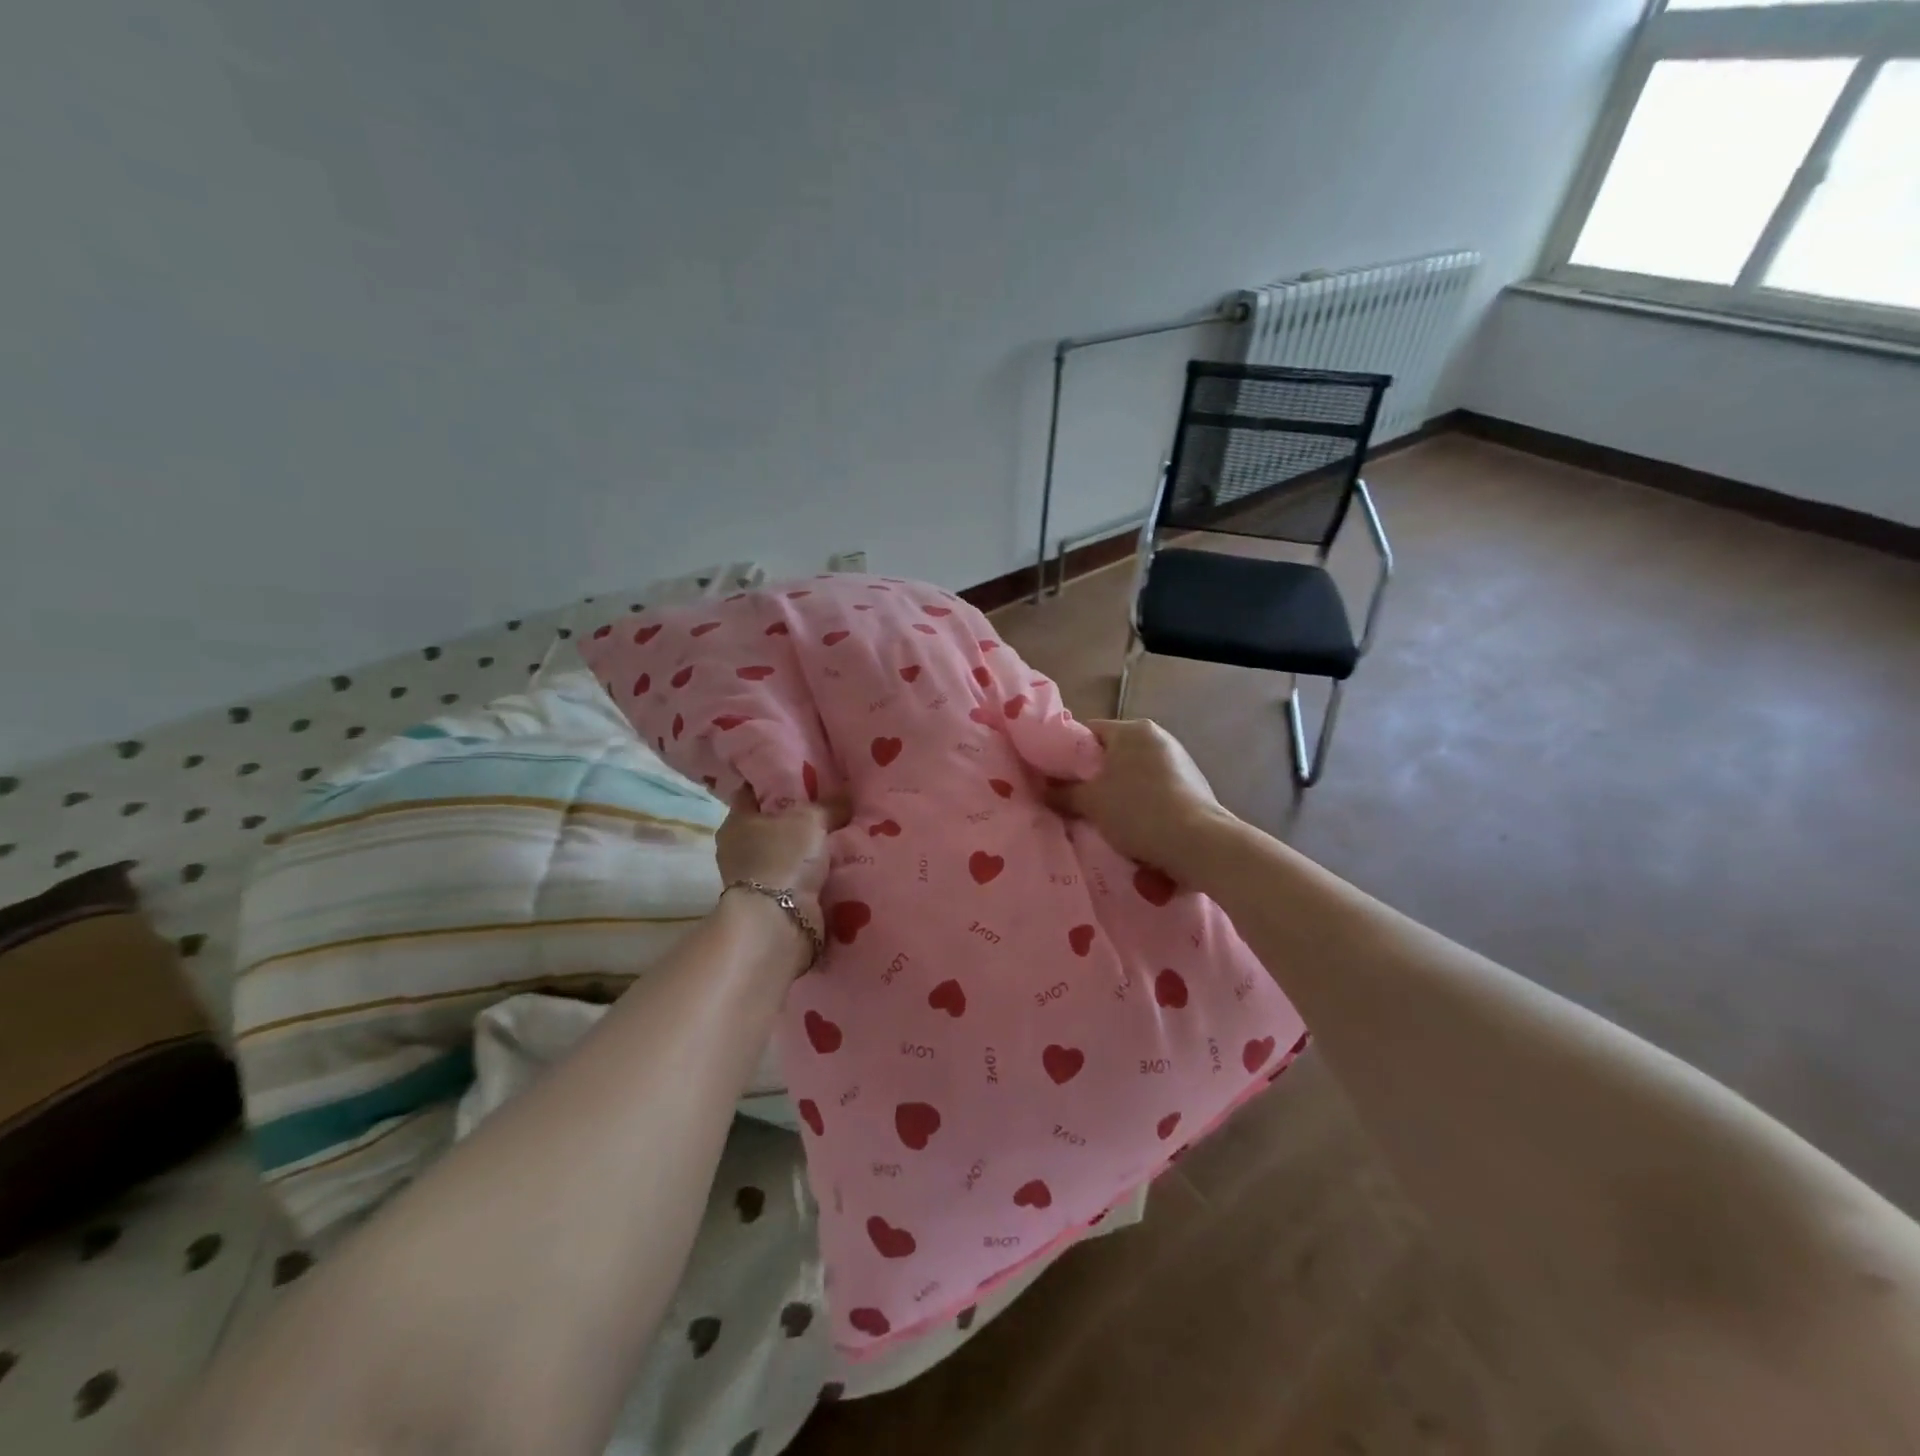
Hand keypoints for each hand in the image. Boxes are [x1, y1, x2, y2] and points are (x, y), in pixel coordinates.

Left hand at [715, 787, 848, 962]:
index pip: (753, 791)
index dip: (776, 780)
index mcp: (737, 821)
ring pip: (787, 852)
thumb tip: (846, 794)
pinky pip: (798, 878)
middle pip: (773, 823)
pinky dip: (813, 874)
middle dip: (799, 816)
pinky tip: (838, 863)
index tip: (803, 774)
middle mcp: (740, 848)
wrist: (778, 922)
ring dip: (809, 849)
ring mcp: (755, 878)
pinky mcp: (773, 902)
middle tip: (832, 803)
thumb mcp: (811, 820)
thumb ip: (829, 805)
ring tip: (842, 833)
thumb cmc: (783, 858)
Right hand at [1047, 718, 1234, 877]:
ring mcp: (1179, 761)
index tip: (1053, 778)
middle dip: (1092, 778)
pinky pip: (1153, 790)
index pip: (1087, 732)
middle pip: (1112, 754)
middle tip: (1073, 802)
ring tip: (1100, 820)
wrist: (1199, 844)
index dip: (1065, 754)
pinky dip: (1140, 805)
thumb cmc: (1138, 811)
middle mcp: (1157, 737)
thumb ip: (1062, 793)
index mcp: (1132, 730)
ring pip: (1133, 775)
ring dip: (1117, 794)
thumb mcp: (1091, 803)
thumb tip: (1042, 789)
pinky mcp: (1192, 786)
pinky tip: (1132, 828)